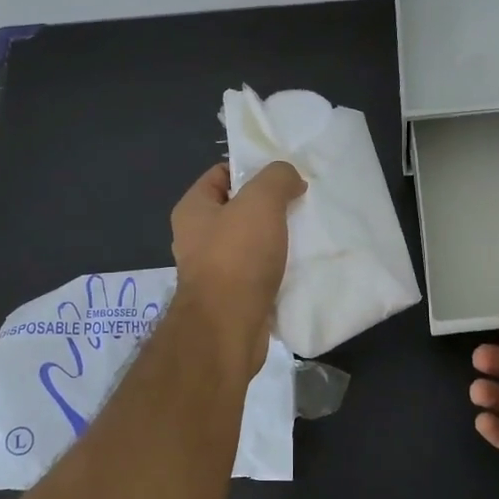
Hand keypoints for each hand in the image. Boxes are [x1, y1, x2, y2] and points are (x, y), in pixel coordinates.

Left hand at [170, 161, 306, 375]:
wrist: (227, 328)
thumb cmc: (237, 257)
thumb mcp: (260, 202)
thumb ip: (276, 178)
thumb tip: (289, 179)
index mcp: (193, 209)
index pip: (221, 174)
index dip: (251, 169)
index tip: (284, 177)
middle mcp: (197, 238)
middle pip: (238, 209)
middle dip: (269, 206)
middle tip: (300, 204)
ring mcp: (212, 270)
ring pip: (250, 242)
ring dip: (276, 239)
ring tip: (305, 234)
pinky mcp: (231, 297)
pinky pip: (257, 272)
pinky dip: (276, 268)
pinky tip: (299, 265)